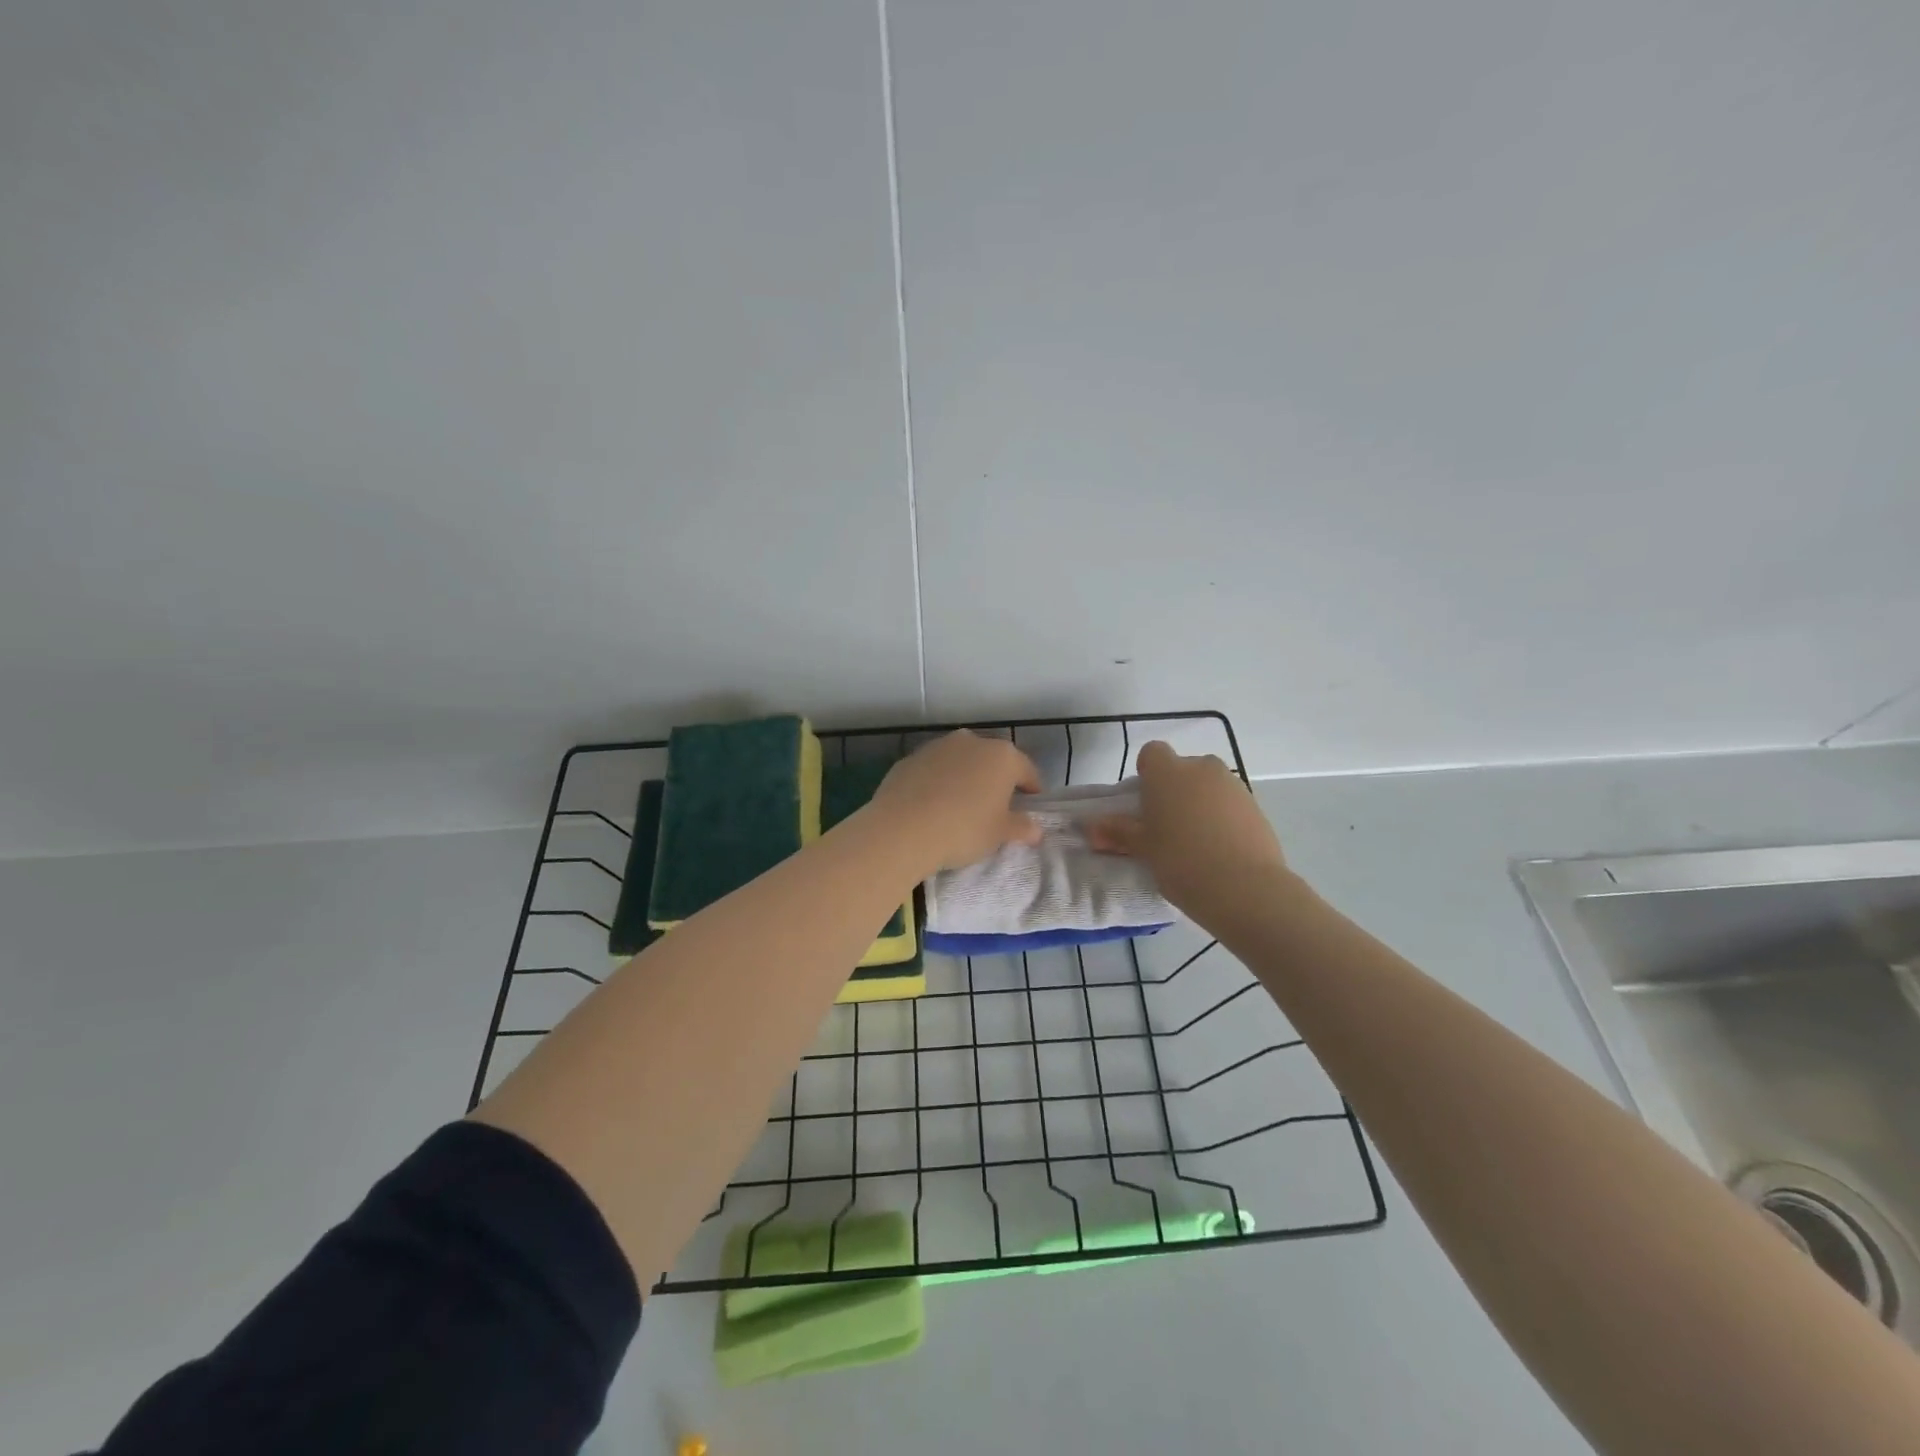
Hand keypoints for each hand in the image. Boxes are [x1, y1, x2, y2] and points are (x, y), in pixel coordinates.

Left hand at [869, 730, 1042, 872]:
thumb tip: (1035, 829)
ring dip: (965, 777)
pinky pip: (933, 770)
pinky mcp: (910, 758)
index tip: (1030, 804)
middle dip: (996, 779)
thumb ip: (1021, 827)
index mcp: (1002, 756)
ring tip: (961, 805)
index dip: (1031, 788)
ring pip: (960, 761)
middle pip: (992, 760)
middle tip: (995, 806)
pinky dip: (937, 782)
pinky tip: (932, 805)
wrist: (902, 829)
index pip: (1026, 770)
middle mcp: (971, 742)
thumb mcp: (999, 834)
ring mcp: (937, 747)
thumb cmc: (963, 829)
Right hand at [1087, 741, 1290, 927]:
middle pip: (1183, 769)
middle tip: (1166, 826)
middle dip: (1175, 790)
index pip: (1152, 753)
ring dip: (1200, 804)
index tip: (1144, 804)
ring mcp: (1234, 786)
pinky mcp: (1257, 807)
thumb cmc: (1180, 860)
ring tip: (1195, 844)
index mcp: (1168, 772)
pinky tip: (1219, 851)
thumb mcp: (1142, 848)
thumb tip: (1090, 828)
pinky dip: (1223, 819)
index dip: (1146, 774)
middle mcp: (1202, 768)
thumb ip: (1117, 833)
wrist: (1244, 887)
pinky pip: (1230, 805)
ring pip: (1209, 787)